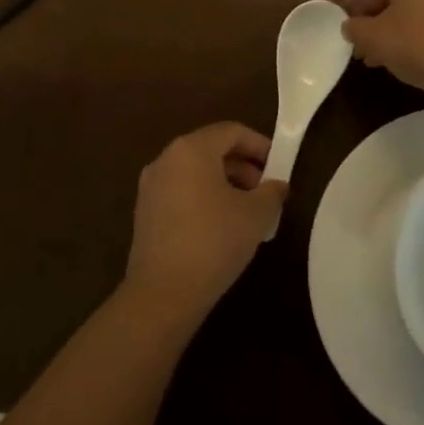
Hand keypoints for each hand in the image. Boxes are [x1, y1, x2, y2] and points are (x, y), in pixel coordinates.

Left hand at [125, 123, 286, 324]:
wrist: (163, 292)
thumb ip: (272, 192)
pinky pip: (181, 192)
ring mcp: (151, 186)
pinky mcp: (145, 213)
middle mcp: (166, 159)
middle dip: (242, 166)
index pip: (231, 131)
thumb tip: (277, 186)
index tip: (278, 166)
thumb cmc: (214, 241)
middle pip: (211, 149)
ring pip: (195, 172)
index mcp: (191, 149)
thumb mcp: (256, 215)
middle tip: (265, 191)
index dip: (259, 145)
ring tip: (248, 211)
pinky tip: (221, 227)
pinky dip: (204, 198)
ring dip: (224, 184)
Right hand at [320, 0, 423, 100]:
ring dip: (380, 16)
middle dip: (360, 4)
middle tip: (344, 29)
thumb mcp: (378, 39)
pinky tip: (392, 51)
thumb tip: (351, 26)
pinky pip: (423, 3)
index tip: (321, 6)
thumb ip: (355, 28)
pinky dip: (403, 20)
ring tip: (365, 49)